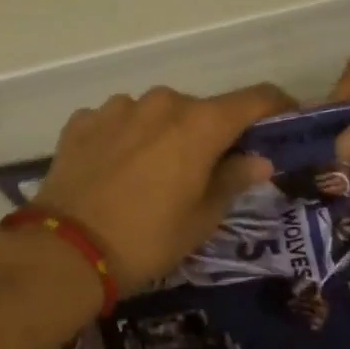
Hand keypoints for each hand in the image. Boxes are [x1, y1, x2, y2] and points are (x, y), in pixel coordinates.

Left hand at [34, 83, 296, 287]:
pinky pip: (118, 122)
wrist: (64, 250)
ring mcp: (118, 107)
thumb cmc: (147, 238)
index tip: (285, 121)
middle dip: (211, 134)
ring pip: (156, 114)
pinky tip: (115, 171)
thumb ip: (234, 180)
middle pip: (202, 110)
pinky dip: (126, 139)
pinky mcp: (83, 120)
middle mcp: (162, 102)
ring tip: (153, 175)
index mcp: (200, 123)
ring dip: (164, 135)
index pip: (254, 98)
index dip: (276, 107)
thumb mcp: (201, 219)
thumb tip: (259, 160)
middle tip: (208, 170)